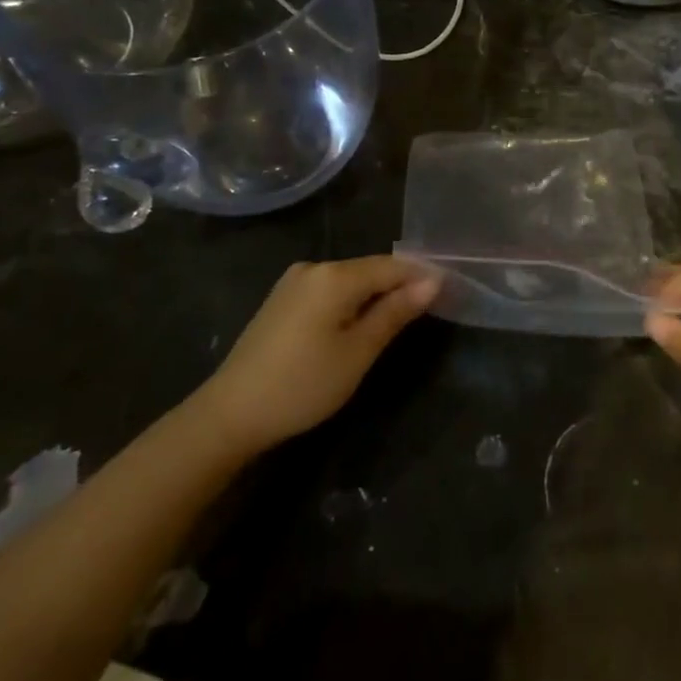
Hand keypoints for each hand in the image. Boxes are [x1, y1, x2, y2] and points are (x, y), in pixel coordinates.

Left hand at [194, 257, 438, 453]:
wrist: (230, 414)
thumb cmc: (303, 384)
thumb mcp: (358, 352)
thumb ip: (395, 313)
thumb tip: (432, 282)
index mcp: (335, 276)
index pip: (392, 266)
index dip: (422, 277)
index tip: (450, 293)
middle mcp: (314, 267)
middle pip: (370, 270)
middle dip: (399, 286)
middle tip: (429, 311)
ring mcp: (294, 282)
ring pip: (350, 281)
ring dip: (376, 296)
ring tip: (399, 320)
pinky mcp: (282, 300)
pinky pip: (330, 291)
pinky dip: (351, 303)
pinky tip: (359, 324)